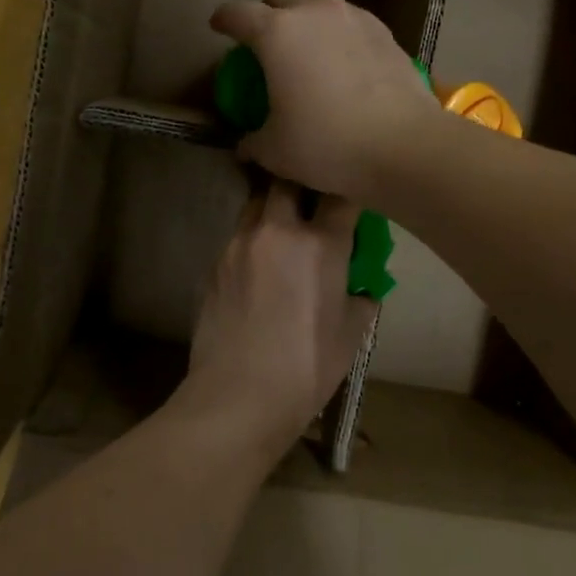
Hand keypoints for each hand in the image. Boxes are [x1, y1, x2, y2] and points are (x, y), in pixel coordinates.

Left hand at [184, 180, 377, 455]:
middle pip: (287, 180)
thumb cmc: (306, 367)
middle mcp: (276, 231)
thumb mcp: (351, 334)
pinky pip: (237, 237)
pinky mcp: (214, 264)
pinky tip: (258, 269)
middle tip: (312, 203)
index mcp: (319, 244)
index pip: (340, 194)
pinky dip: (252, 240)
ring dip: (272, 208)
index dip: (348, 190)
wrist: (237, 396)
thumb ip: (361, 298)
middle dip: (301, 182)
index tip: (351, 198)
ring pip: (256, 204)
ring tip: (283, 233)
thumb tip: (361, 288)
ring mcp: (238, 244)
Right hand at [209, 0, 440, 201]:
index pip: (238, 13)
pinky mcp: (385, 33)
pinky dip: (339, 35)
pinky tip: (343, 62)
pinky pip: (352, 23)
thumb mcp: (276, 150)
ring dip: (307, 18)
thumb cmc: (327, 144)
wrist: (403, 145)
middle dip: (268, 10)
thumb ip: (254, 141)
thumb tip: (245, 145)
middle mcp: (315, 13)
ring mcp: (355, 18)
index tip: (218, 26)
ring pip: (321, 4)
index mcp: (277, 33)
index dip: (224, 19)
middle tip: (265, 37)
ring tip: (307, 47)